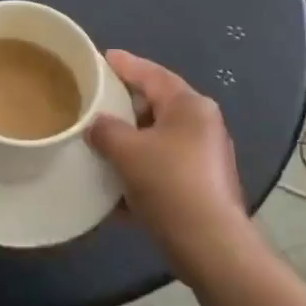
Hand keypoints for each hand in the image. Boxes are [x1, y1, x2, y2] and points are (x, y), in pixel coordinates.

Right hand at [87, 50, 247, 274]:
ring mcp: (205, 158)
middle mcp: (202, 126)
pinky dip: (140, 171)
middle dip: (125, 107)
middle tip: (95, 102)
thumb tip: (96, 126)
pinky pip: (163, 169)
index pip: (152, 74)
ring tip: (99, 144)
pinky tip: (115, 187)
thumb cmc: (169, 184)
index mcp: (190, 106)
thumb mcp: (127, 151)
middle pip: (156, 106)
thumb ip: (105, 130)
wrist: (210, 247)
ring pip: (158, 140)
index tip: (102, 58)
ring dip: (130, 143)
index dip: (125, 64)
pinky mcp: (201, 188)